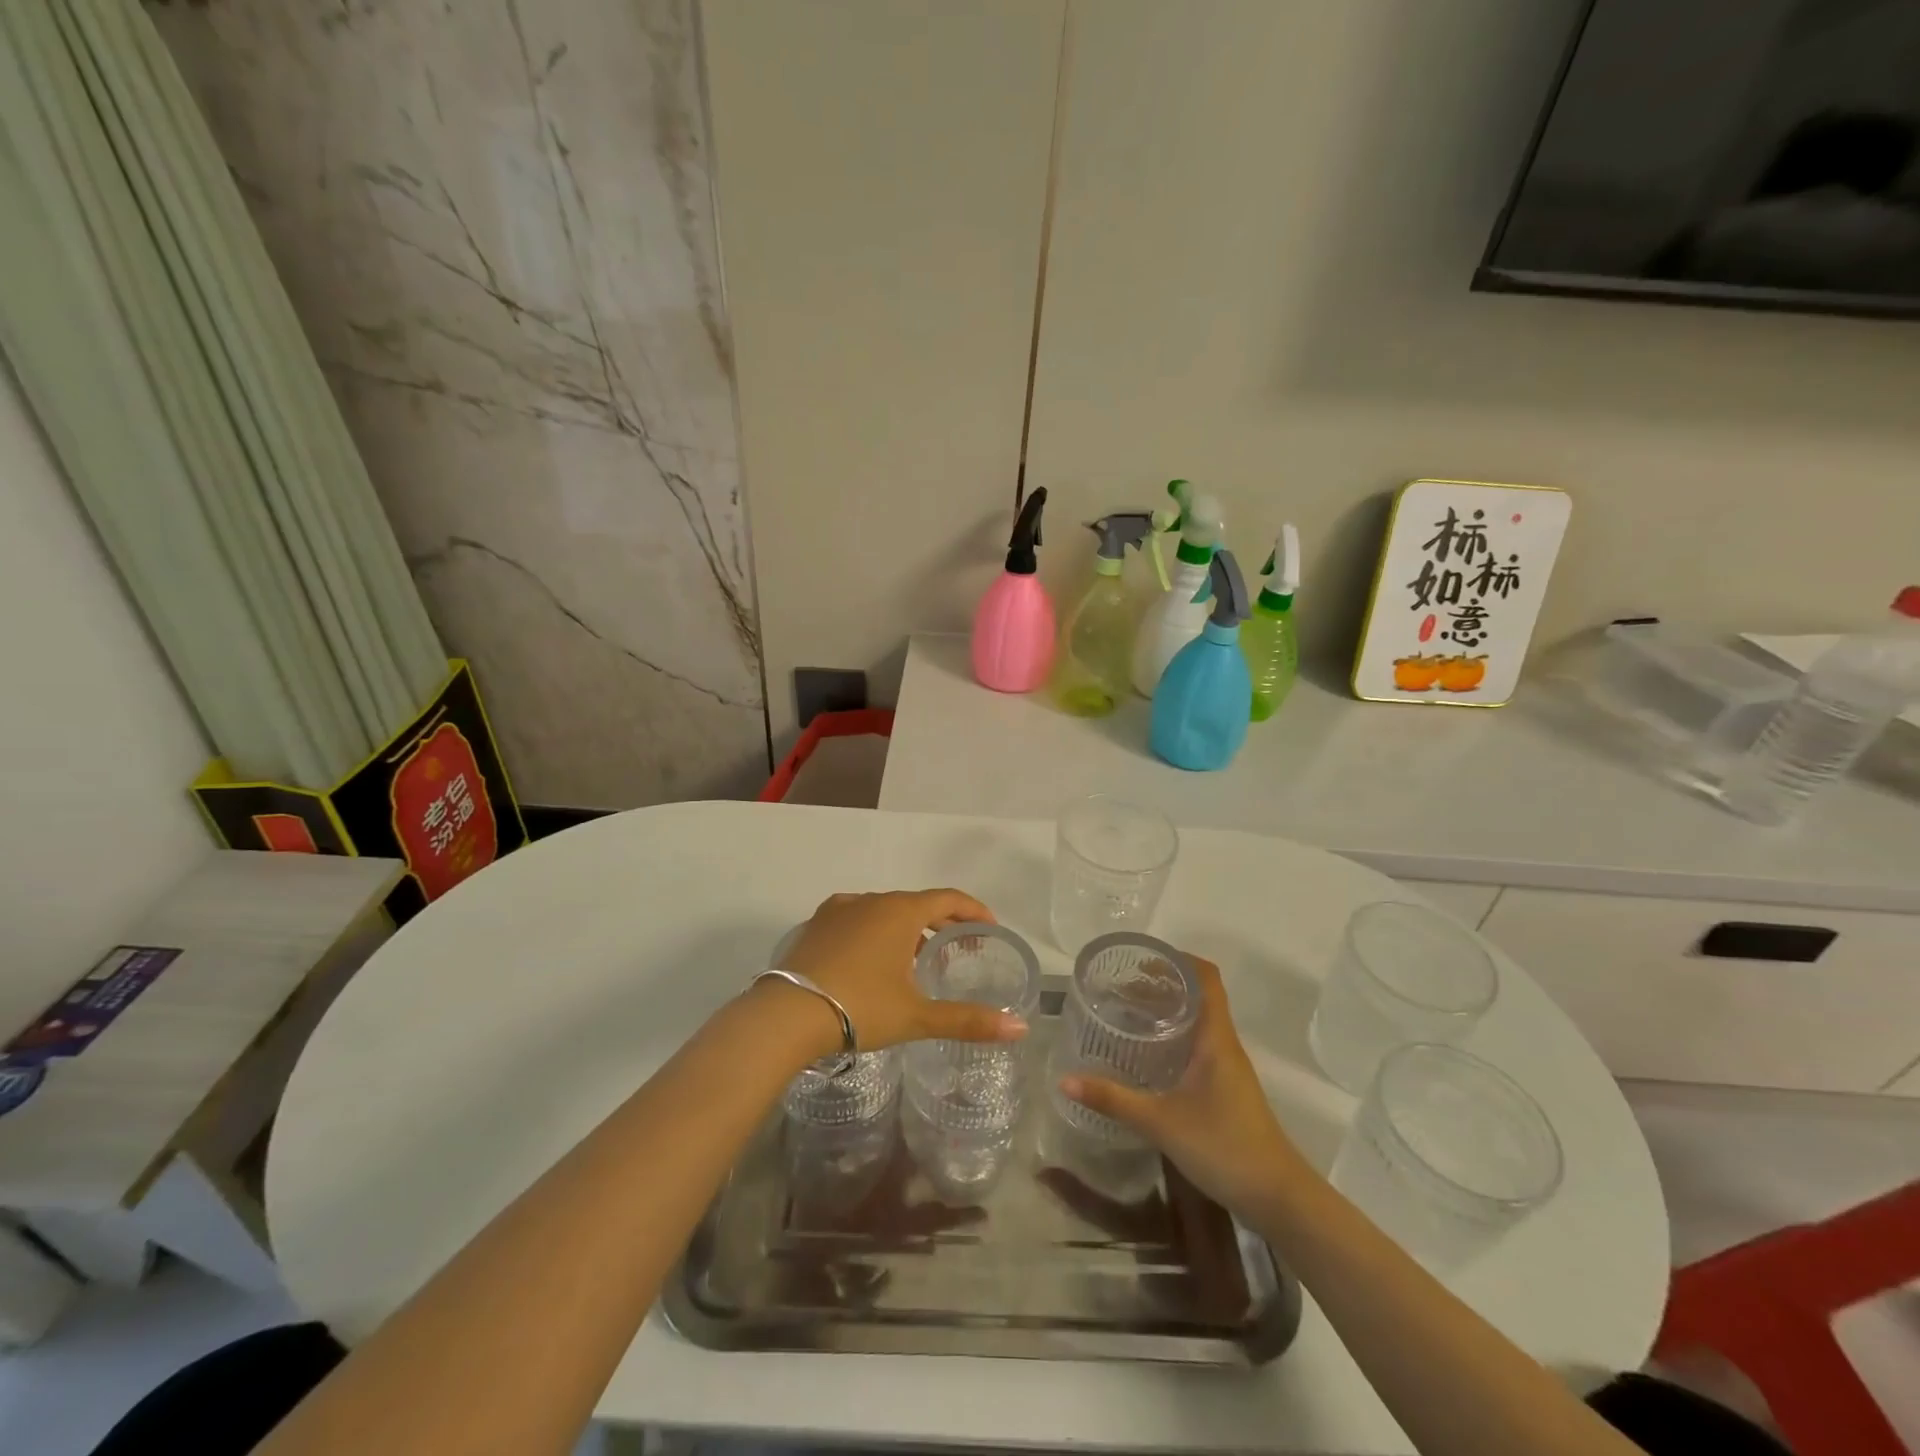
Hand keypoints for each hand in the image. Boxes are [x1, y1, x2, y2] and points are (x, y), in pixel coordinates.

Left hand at [772, 889, 1028, 1053]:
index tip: (989, 927)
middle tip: (958, 949)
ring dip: (907, 928)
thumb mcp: (917, 1016)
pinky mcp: (816, 925)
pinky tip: (872, 960)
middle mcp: (870, 900)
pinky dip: (875, 932)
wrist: (786, 1015)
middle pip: (916, 903)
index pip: (948, 899)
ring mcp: (839, 909)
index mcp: (900, 911)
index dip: (973, 910)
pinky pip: (857, 919)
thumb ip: (968, 1020)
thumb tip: (1019, 1029)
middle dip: (941, 923)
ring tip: (916, 959)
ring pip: (884, 910)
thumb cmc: (859, 1008)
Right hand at [1060, 955, 1311, 1221]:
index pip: (1206, 978)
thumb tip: (1065, 1079)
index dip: (1177, 961)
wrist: (1279, 1199)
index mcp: (1215, 1038)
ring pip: (1197, 1023)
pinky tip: (1147, 1057)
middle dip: (1161, 986)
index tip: (1141, 961)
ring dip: (1166, 1013)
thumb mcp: (1161, 1122)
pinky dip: (1172, 1039)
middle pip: (1197, 997)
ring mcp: (1227, 1069)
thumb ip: (1113, 1100)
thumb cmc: (1224, 1147)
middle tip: (1119, 989)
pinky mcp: (1225, 1090)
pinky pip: (1198, 1047)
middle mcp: (1224, 1045)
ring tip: (1127, 1015)